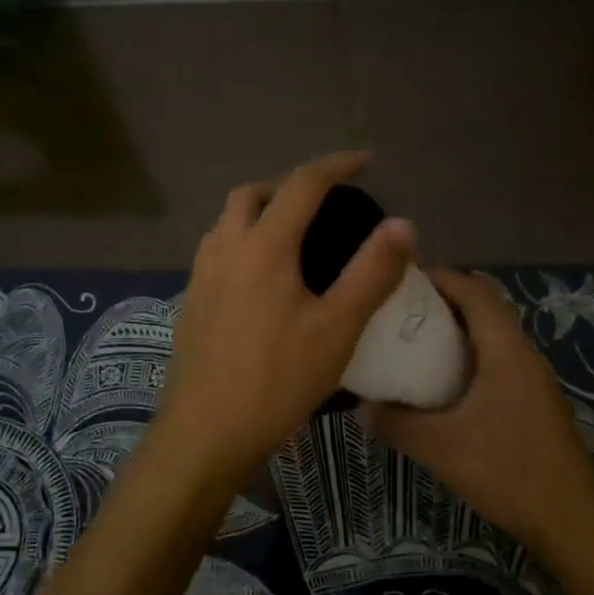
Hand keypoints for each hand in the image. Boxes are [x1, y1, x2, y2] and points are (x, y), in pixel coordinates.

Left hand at [150, 151, 414, 494]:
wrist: (205, 433)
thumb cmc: (277, 380)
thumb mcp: (337, 328)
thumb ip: (372, 272)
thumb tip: (402, 224)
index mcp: (264, 246)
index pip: (302, 184)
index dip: (336, 165)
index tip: (364, 161)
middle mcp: (225, 249)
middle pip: (252, 194)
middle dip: (289, 186)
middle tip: (323, 204)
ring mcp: (201, 276)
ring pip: (227, 222)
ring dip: (259, 212)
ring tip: (293, 237)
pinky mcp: (190, 303)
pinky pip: (217, 251)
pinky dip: (242, 242)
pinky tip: (261, 279)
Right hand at [362, 268, 593, 557]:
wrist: (573, 521)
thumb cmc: (508, 472)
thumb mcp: (441, 448)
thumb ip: (396, 423)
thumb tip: (361, 406)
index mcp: (506, 350)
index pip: (474, 290)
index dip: (439, 277)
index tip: (399, 280)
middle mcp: (523, 354)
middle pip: (484, 307)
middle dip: (442, 302)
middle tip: (398, 312)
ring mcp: (533, 379)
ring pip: (491, 336)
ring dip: (456, 331)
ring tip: (413, 342)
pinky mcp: (535, 402)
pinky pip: (497, 361)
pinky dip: (468, 357)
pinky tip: (442, 384)